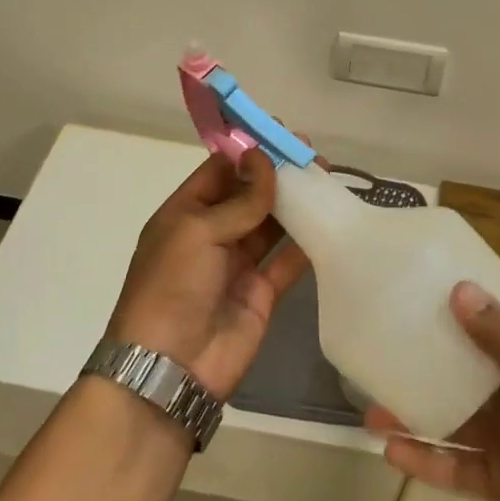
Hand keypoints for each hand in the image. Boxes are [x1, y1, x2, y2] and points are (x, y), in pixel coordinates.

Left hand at [106, 151, 307, 399]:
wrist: (170, 367)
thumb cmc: (172, 286)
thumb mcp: (198, 232)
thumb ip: (239, 199)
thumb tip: (264, 158)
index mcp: (185, 214)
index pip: (219, 171)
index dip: (248, 152)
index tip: (280, 132)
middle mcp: (211, 234)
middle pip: (249, 195)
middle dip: (277, 174)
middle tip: (311, 154)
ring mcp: (237, 264)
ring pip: (271, 225)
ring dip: (295, 203)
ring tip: (326, 179)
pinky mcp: (262, 292)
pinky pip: (287, 261)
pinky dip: (307, 243)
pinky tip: (329, 221)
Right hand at [369, 282, 499, 500]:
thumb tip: (459, 289)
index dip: (476, 295)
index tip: (431, 275)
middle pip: (468, 367)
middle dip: (429, 354)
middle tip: (380, 340)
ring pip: (454, 417)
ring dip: (416, 410)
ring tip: (369, 402)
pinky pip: (456, 466)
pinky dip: (426, 461)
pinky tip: (391, 452)